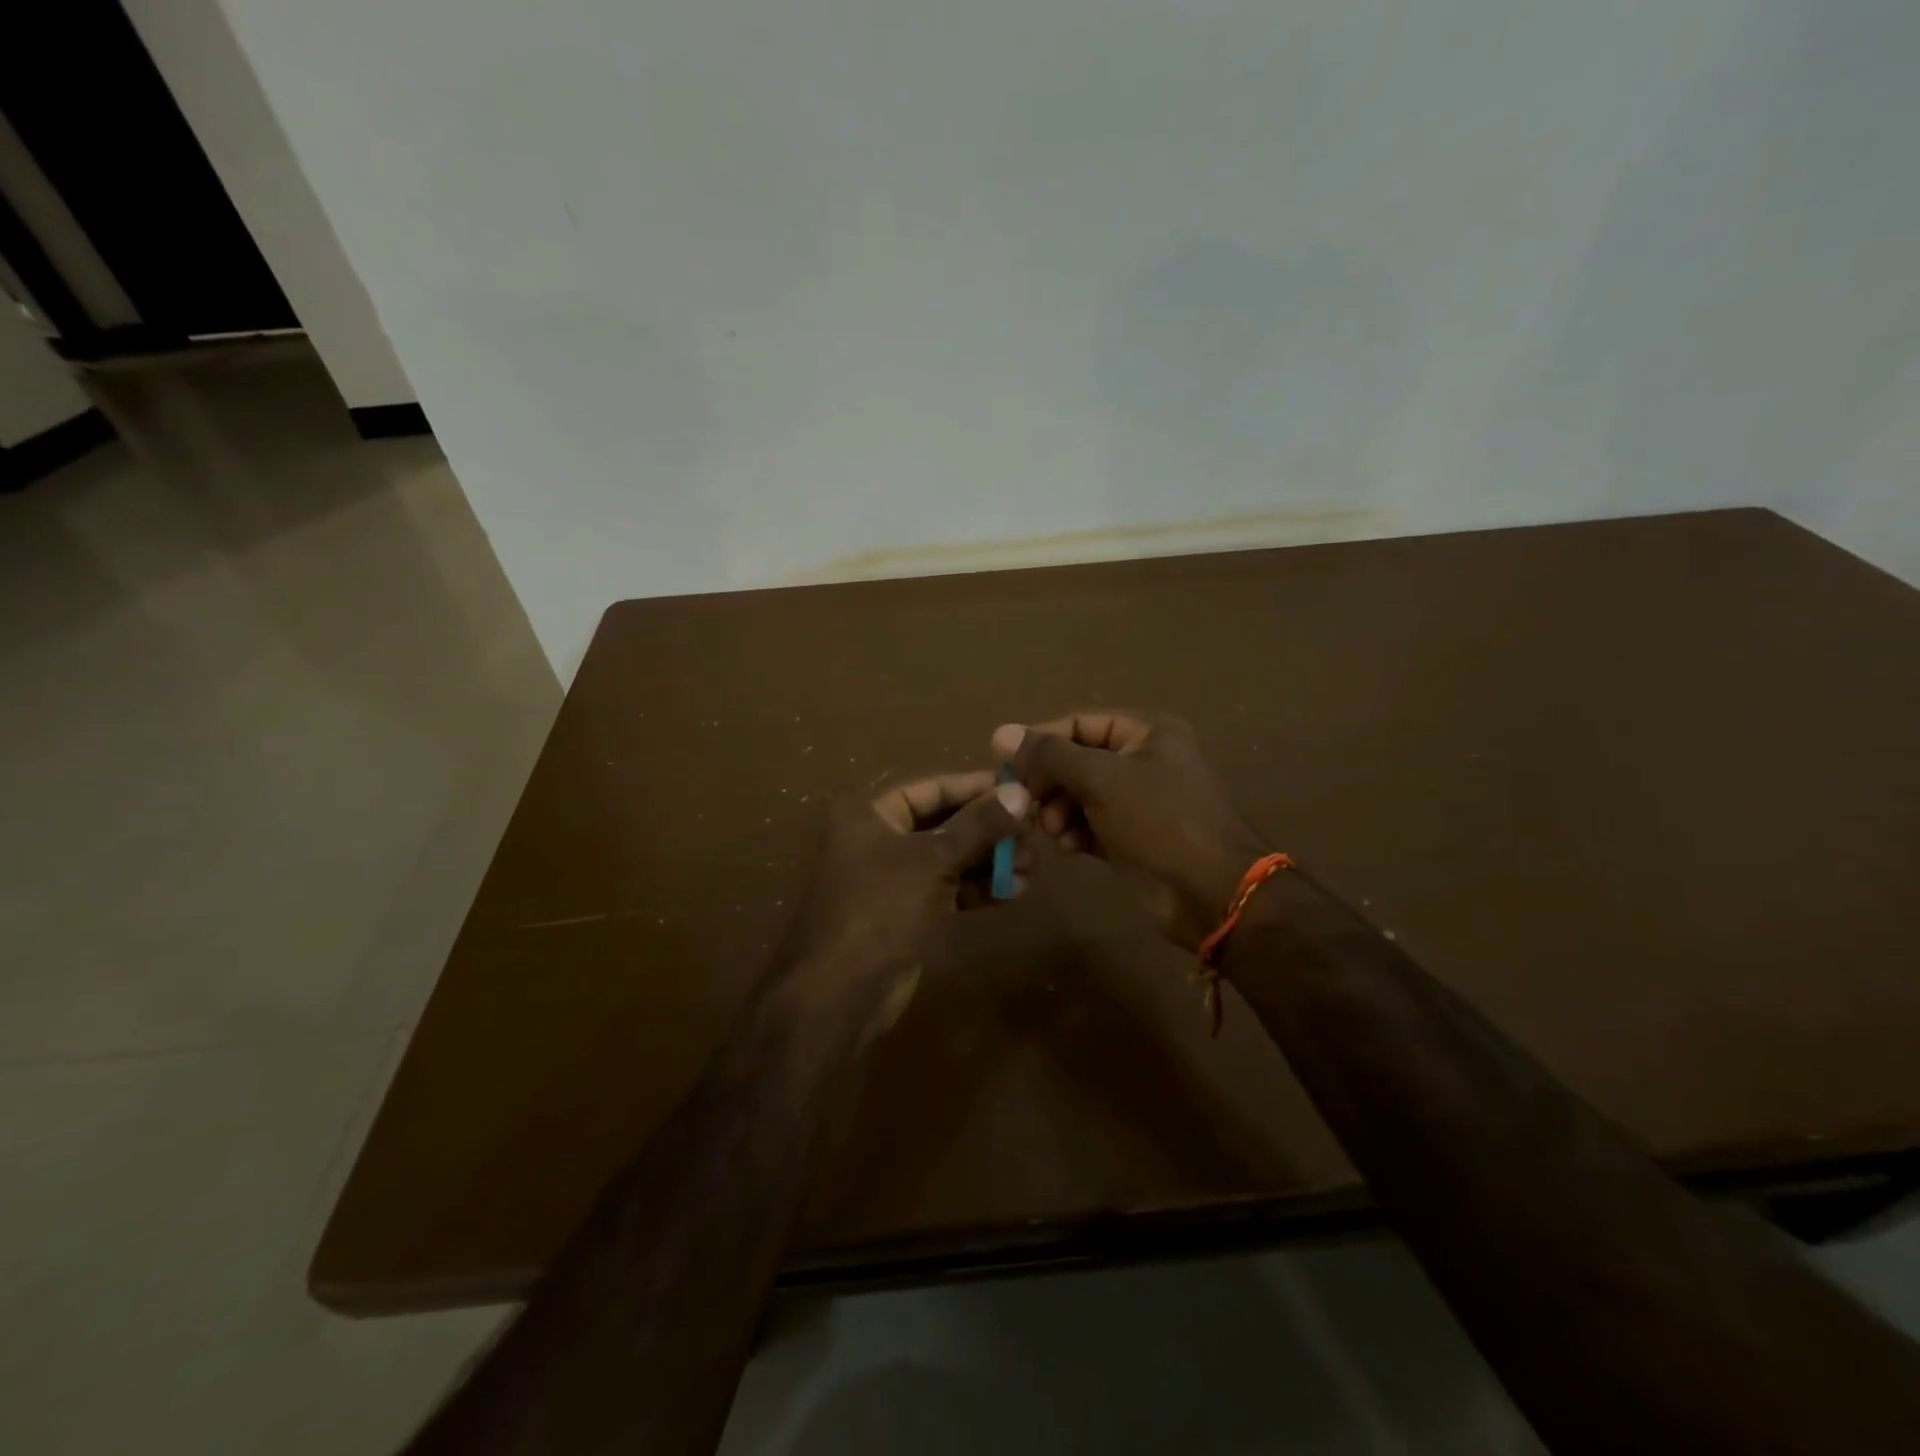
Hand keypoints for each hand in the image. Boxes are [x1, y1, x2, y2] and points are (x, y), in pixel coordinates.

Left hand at [777, 771, 1031, 1039]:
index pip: (933, 788)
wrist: (840, 993)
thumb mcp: (933, 860)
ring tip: (1032, 866)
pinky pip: (947, 888)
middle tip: (1034, 833)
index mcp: (869, 813)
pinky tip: (1013, 891)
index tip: (1021, 790)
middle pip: (944, 823)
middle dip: (989, 830)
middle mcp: (878, 838)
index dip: (977, 788)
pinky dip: (977, 888)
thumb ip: (979, 825)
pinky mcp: (905, 911)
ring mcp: (891, 878)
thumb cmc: (881, 908)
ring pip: (949, 858)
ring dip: (989, 861)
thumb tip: (1020, 792)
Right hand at [993, 711, 1267, 950]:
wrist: (1209, 893)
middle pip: (1078, 760)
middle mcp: (1144, 760)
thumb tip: (1001, 732)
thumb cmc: (1159, 820)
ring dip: (1058, 809)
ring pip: (1080, 795)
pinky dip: (1074, 831)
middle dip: (1050, 781)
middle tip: (1025, 802)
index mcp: (1148, 732)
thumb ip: (1050, 755)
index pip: (1080, 723)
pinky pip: (1090, 824)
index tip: (1006, 764)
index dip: (1042, 740)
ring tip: (1050, 829)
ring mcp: (1139, 801)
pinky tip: (1067, 846)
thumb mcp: (1101, 778)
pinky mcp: (1131, 837)